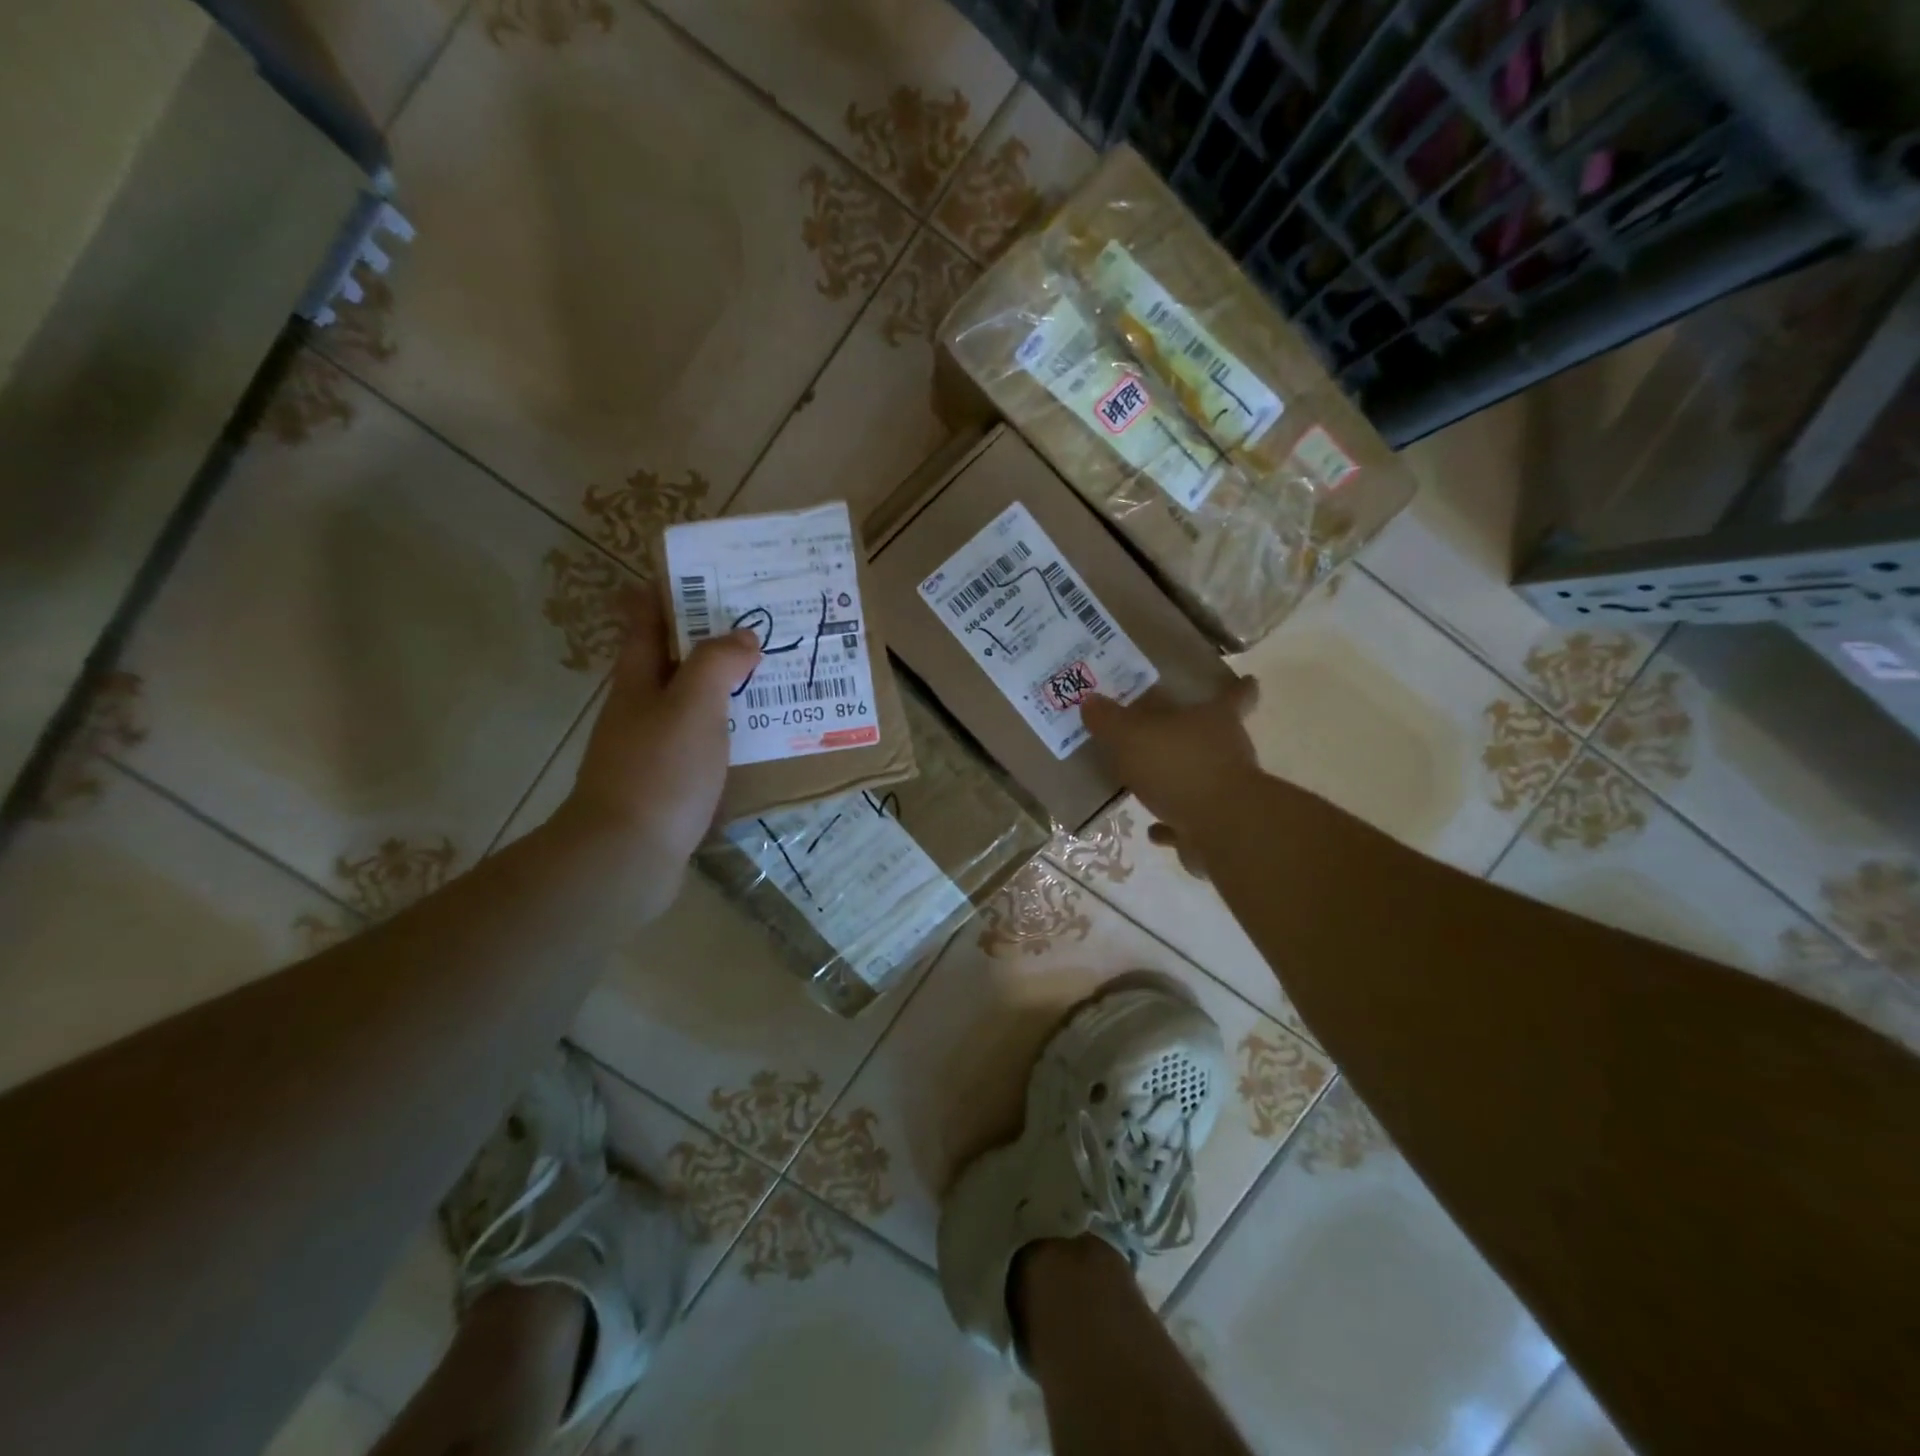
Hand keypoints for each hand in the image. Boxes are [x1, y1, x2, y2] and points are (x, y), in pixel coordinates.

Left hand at [562, 589, 758, 876]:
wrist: (626, 855)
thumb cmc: (659, 770)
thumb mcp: (692, 705)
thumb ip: (718, 664)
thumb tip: (742, 637)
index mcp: (638, 681)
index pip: (646, 622)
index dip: (665, 594)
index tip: (699, 574)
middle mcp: (639, 709)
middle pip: (671, 663)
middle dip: (707, 641)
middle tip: (757, 627)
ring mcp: (650, 749)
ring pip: (689, 705)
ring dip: (722, 690)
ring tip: (769, 680)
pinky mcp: (666, 785)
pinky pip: (701, 745)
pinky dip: (725, 733)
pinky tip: (756, 740)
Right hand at [1081, 677, 1260, 879]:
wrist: (1220, 828)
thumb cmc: (1179, 766)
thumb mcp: (1131, 735)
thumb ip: (1109, 719)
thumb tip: (1090, 700)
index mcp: (1215, 720)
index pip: (1235, 696)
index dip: (1241, 687)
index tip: (1248, 681)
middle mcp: (1228, 751)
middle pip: (1215, 737)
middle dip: (1195, 735)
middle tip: (1166, 732)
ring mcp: (1226, 791)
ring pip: (1202, 779)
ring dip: (1180, 780)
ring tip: (1150, 782)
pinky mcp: (1218, 827)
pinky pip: (1190, 820)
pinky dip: (1173, 824)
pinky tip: (1152, 828)